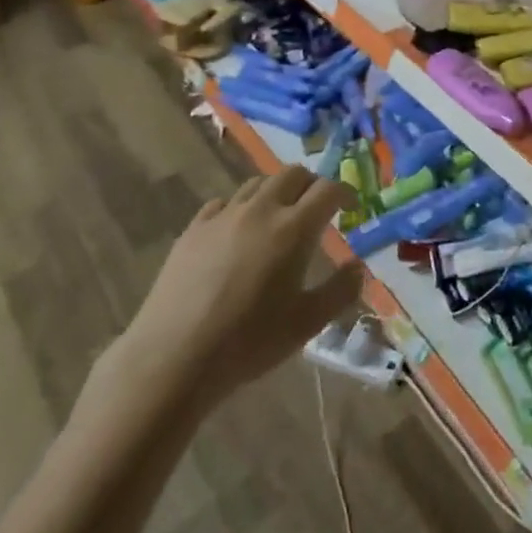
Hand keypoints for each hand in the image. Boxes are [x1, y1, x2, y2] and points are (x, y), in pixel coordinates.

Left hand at [105, 168, 363, 416]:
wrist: (172, 358)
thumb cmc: (248, 342)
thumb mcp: (307, 323)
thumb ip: (340, 290)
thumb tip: (358, 267)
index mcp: (294, 228)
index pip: (329, 189)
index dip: (345, 193)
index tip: (351, 207)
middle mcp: (261, 210)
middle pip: (293, 174)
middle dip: (312, 185)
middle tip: (318, 208)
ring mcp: (223, 216)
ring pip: (258, 183)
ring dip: (277, 191)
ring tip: (279, 216)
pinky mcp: (193, 229)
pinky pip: (224, 203)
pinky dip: (241, 208)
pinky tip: (238, 232)